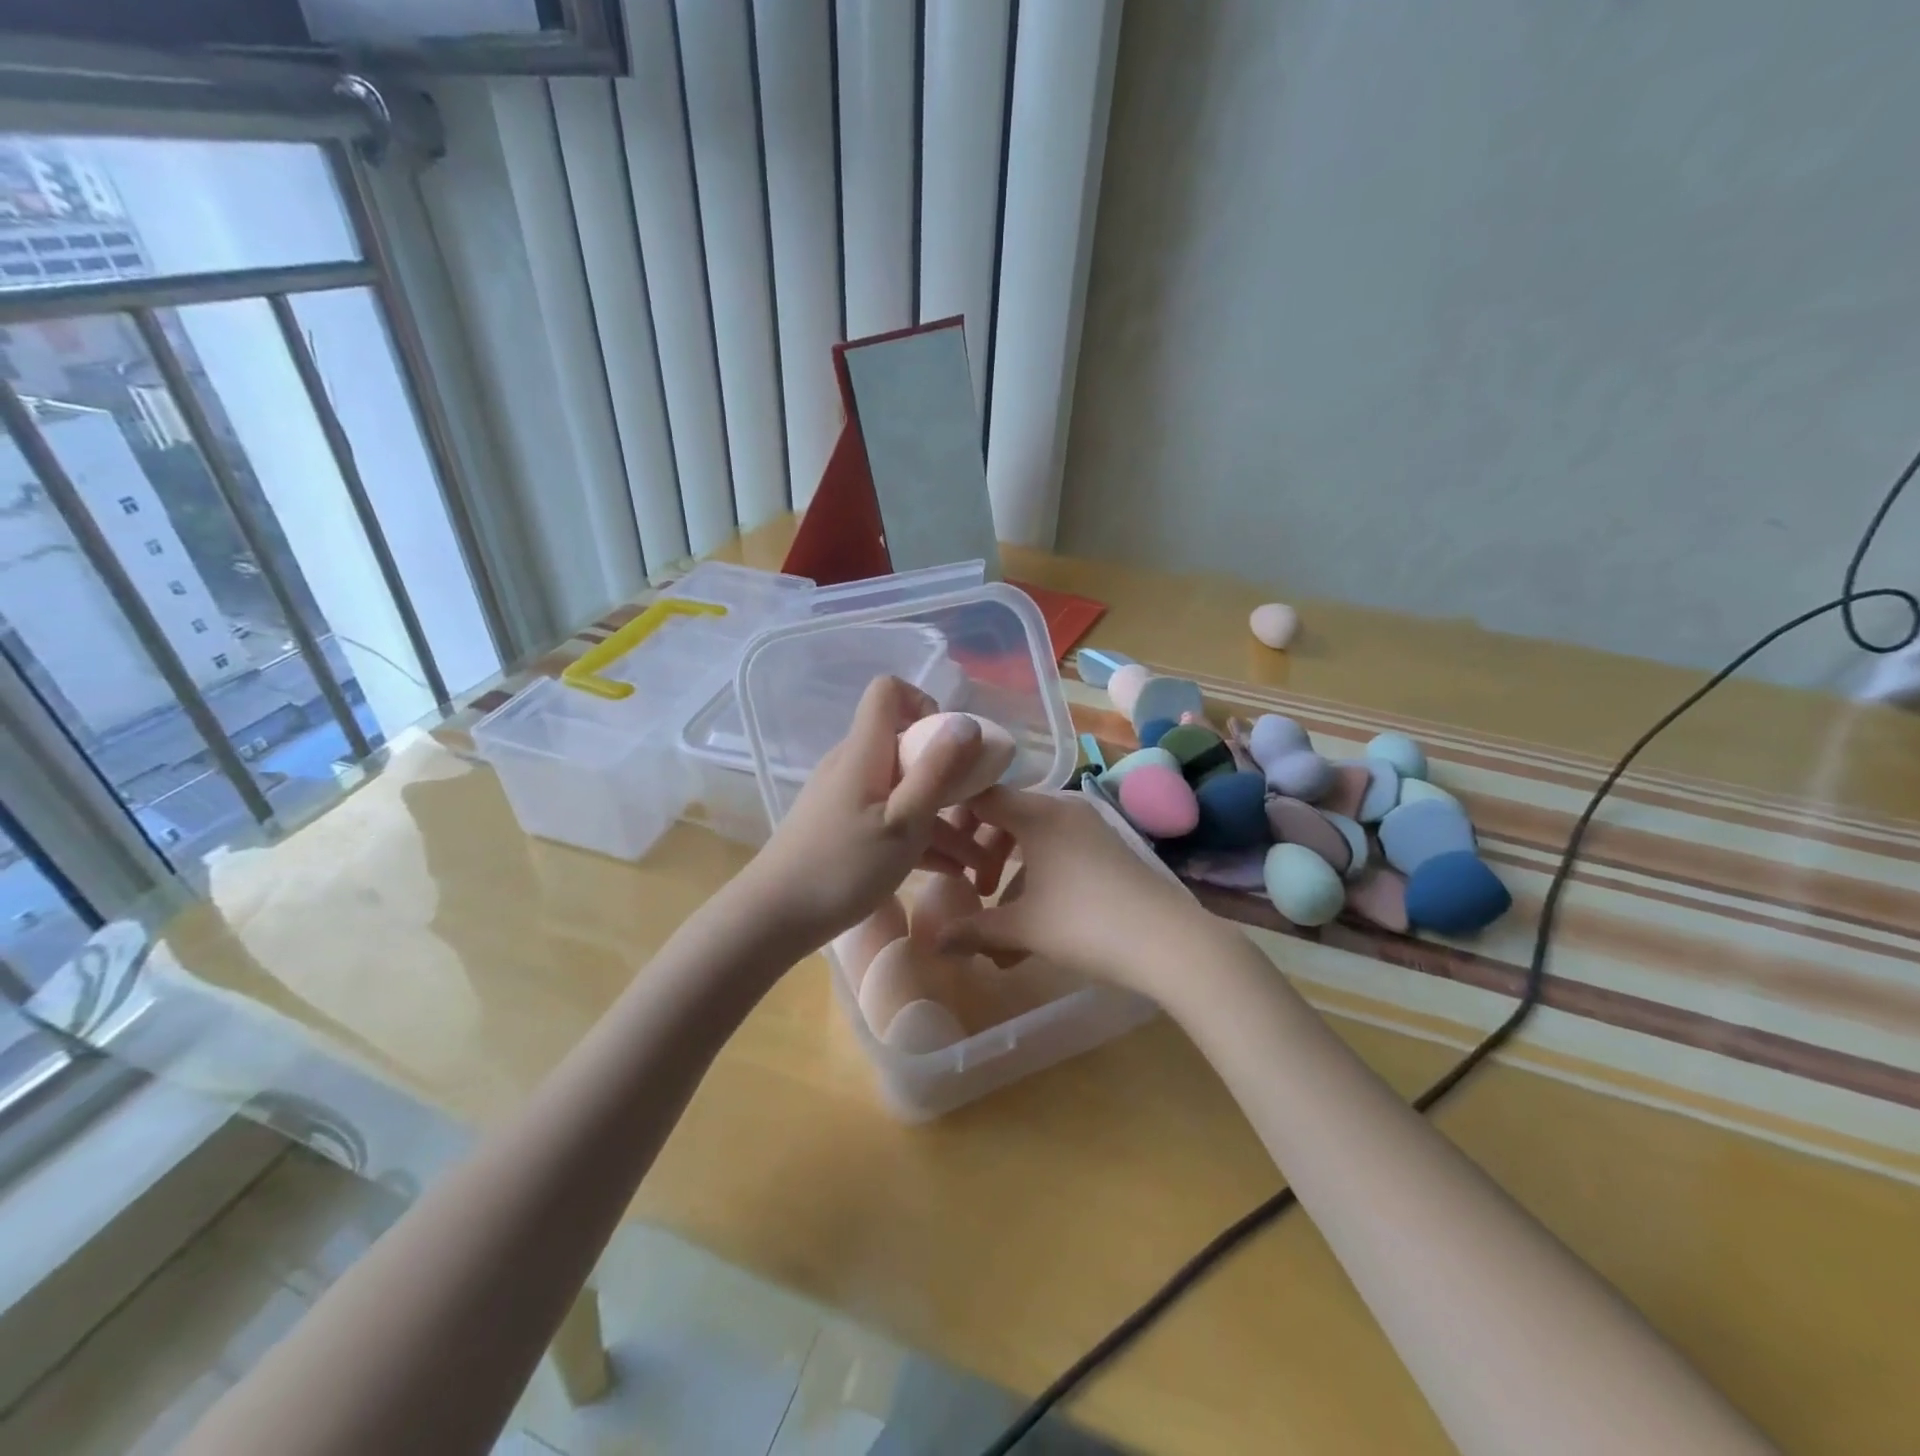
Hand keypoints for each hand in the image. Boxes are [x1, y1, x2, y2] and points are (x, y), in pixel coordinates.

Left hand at [736, 676, 994, 952]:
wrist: (774, 917)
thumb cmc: (844, 867)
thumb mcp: (904, 820)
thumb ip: (938, 770)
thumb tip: (967, 721)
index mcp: (865, 751)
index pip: (888, 692)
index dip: (924, 704)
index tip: (950, 746)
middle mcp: (854, 764)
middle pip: (906, 746)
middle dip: (949, 774)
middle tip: (980, 810)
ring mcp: (847, 797)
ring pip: (903, 790)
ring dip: (942, 817)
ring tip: (979, 860)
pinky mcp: (844, 827)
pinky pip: (890, 817)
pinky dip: (920, 836)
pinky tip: (952, 871)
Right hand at [933, 787, 1218, 1000]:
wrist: (1170, 943)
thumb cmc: (1085, 924)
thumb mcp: (1023, 928)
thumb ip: (973, 930)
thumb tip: (932, 941)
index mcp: (1037, 812)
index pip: (981, 794)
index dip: (952, 812)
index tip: (933, 839)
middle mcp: (1063, 807)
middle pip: (1006, 816)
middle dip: (981, 852)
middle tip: (968, 886)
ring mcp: (1089, 827)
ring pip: (1032, 838)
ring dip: (1009, 873)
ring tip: (996, 920)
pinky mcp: (1107, 849)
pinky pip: (1057, 851)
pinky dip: (1038, 878)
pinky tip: (1032, 925)